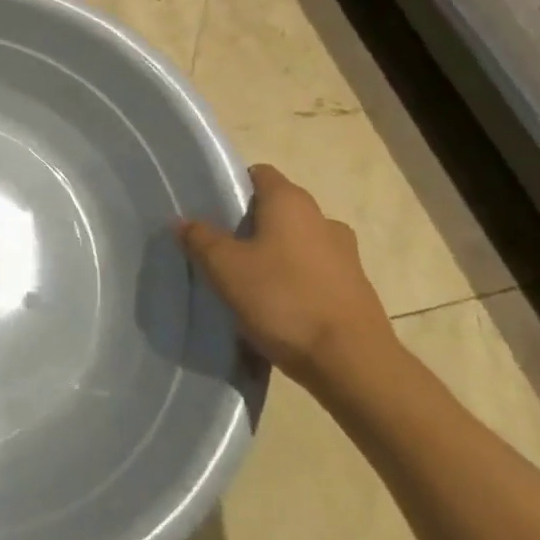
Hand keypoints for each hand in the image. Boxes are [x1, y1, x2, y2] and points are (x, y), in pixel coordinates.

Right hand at [180, 164, 394, 392]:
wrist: (353, 364)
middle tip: (221, 248)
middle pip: (278, 210)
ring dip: (275, 255)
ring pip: (297, 243)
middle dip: (250, 225)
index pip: (259, 174)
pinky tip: (276, 308)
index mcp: (291, 202)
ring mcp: (345, 255)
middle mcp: (322, 219)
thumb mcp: (225, 268)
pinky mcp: (356, 289)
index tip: (211, 210)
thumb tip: (184, 221)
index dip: (233, 186)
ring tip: (248, 282)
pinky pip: (314, 273)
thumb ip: (200, 239)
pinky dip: (295, 282)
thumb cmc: (283, 299)